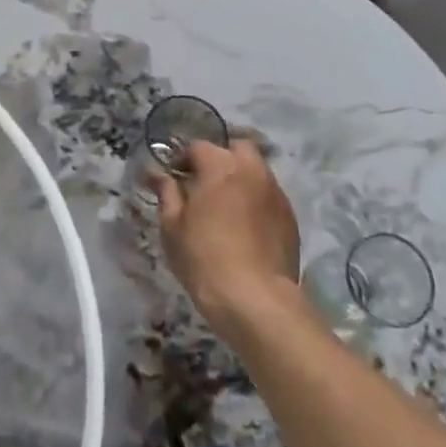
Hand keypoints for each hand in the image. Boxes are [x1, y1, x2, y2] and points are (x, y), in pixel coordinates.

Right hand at [154, 139, 300, 340]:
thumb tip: (155, 173)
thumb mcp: (172, 225)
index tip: (172, 178)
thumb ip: (166, 192)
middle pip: (237, 148)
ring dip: (239, 177)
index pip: (198, 147)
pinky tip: (244, 225)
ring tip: (224, 206)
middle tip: (203, 183)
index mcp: (221, 166)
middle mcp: (253, 171)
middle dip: (219, 158)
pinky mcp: (290, 217)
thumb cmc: (204, 258)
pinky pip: (268, 195)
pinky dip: (255, 199)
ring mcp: (276, 193)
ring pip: (256, 171)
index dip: (182, 159)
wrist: (255, 299)